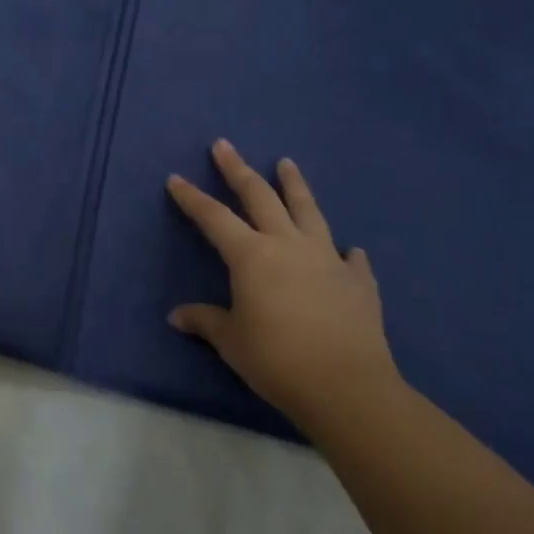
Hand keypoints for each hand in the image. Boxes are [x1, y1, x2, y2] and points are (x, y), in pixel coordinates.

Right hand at [167, 141, 399, 432]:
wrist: (348, 388)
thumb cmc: (278, 360)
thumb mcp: (232, 342)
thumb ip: (205, 321)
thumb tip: (176, 316)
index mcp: (251, 256)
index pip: (213, 217)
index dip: (192, 197)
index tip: (175, 178)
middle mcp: (287, 245)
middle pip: (259, 196)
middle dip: (237, 169)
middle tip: (224, 145)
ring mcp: (327, 259)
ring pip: (308, 211)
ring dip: (295, 185)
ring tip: (287, 163)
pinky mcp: (358, 282)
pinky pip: (351, 260)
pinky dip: (347, 253)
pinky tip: (350, 250)